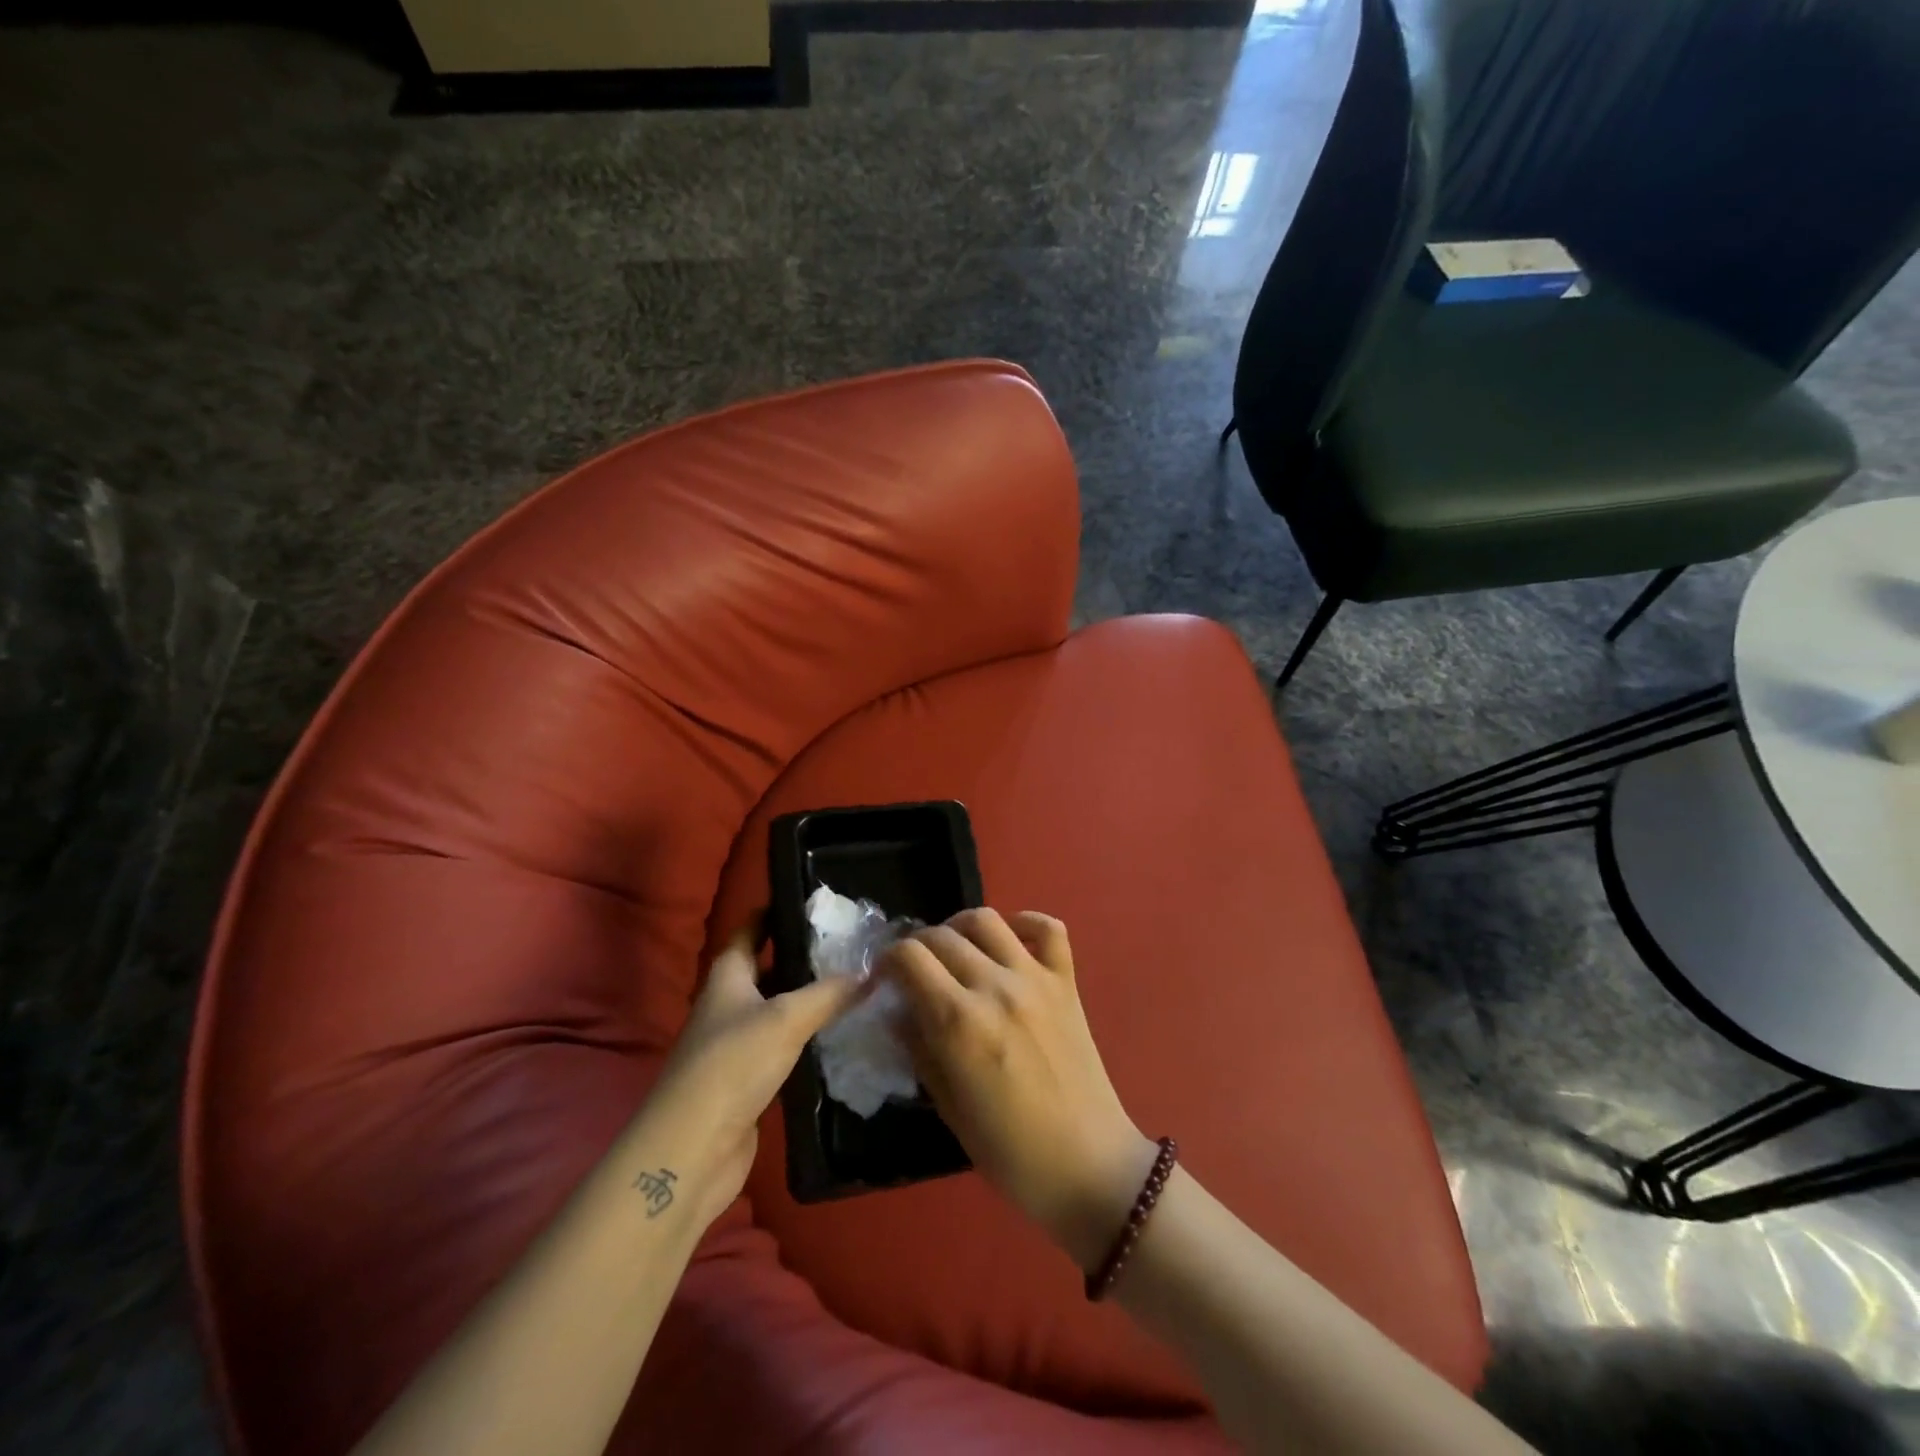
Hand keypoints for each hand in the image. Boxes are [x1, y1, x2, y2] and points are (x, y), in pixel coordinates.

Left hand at [638, 921, 866, 1230]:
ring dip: (810, 999)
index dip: (775, 912)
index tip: (814, 901)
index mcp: (727, 977)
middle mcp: (729, 1004)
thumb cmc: (732, 1065)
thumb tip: (871, 971)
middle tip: (850, 944)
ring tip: (856, 982)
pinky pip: (784, 1047)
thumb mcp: (786, 1018)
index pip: (750, 929)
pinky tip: (841, 1033)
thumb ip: (829, 993)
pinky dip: (808, 1037)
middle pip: (767, 968)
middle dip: (803, 956)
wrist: (693, 1150)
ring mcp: (737, 1044)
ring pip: (779, 1009)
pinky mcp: (749, 1080)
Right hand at [884, 909, 1157, 1271]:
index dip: (887, 961)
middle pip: (941, 935)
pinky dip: (1025, 922)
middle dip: (917, 946)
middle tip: (915, 970)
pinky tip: (1010, 941)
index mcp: (960, 1022)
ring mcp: (1035, 979)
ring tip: (954, 950)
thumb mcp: (949, 1109)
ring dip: (959, 927)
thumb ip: (919, 1051)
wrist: (1091, 1166)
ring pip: (987, 920)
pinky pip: (1048, 929)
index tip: (884, 978)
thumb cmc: (1011, 1153)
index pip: (909, 958)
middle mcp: (995, 987)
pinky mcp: (1067, 982)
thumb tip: (897, 1013)